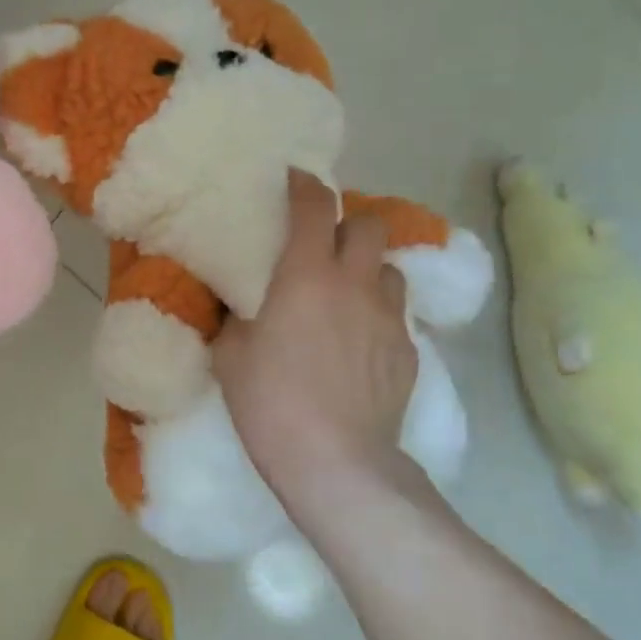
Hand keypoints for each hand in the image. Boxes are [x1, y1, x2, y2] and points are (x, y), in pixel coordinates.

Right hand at [214, 170, 422, 515]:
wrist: (336, 461)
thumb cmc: (270, 401)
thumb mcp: (231, 353)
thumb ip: (236, 316)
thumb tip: (237, 301)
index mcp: (306, 275)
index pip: (314, 208)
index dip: (305, 185)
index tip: (295, 178)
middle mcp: (354, 285)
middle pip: (369, 225)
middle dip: (348, 223)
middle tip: (324, 243)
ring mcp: (388, 318)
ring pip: (388, 269)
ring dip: (367, 269)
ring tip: (346, 292)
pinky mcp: (409, 352)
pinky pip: (395, 314)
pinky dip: (376, 313)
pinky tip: (359, 342)